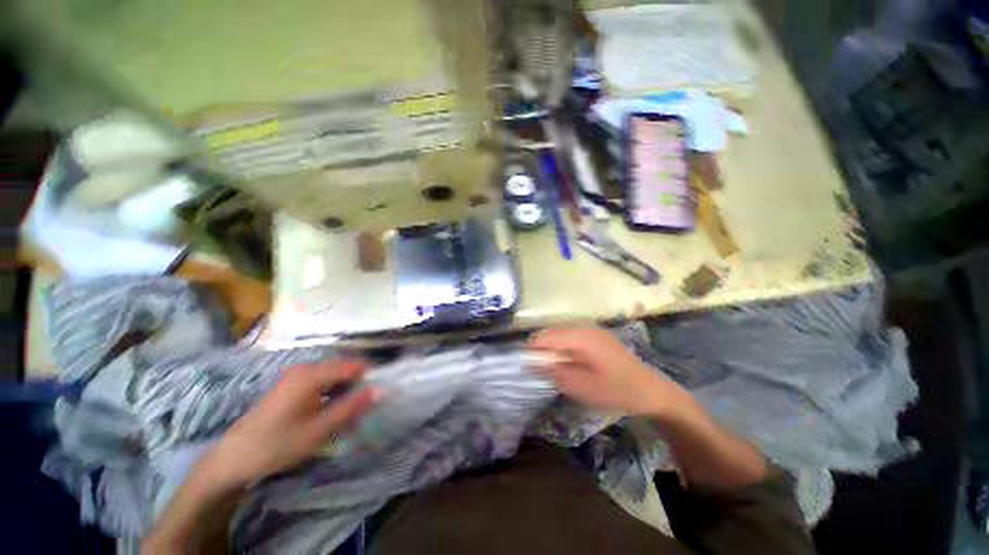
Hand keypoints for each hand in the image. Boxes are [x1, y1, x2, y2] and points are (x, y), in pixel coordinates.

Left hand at [203, 360, 378, 488]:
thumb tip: (380, 390)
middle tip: (364, 407)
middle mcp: (305, 369)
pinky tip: (330, 412)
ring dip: (345, 390)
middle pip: (343, 368)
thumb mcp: (320, 429)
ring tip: (349, 412)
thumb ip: (352, 407)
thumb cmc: (278, 444)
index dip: (370, 377)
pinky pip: (320, 382)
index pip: (354, 365)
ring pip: (333, 376)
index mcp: (312, 374)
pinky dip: (331, 393)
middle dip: (357, 384)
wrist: (232, 460)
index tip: (378, 394)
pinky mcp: (290, 386)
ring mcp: (295, 376)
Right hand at [529, 327, 682, 415]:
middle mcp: (583, 327)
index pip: (545, 337)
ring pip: (560, 335)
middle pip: (551, 333)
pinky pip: (570, 338)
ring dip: (551, 350)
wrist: (651, 391)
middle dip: (541, 350)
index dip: (531, 350)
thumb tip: (532, 362)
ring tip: (550, 369)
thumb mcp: (582, 387)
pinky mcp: (596, 336)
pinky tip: (566, 364)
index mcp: (580, 336)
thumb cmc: (616, 390)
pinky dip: (562, 349)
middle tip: (537, 371)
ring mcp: (591, 330)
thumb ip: (554, 372)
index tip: (523, 366)